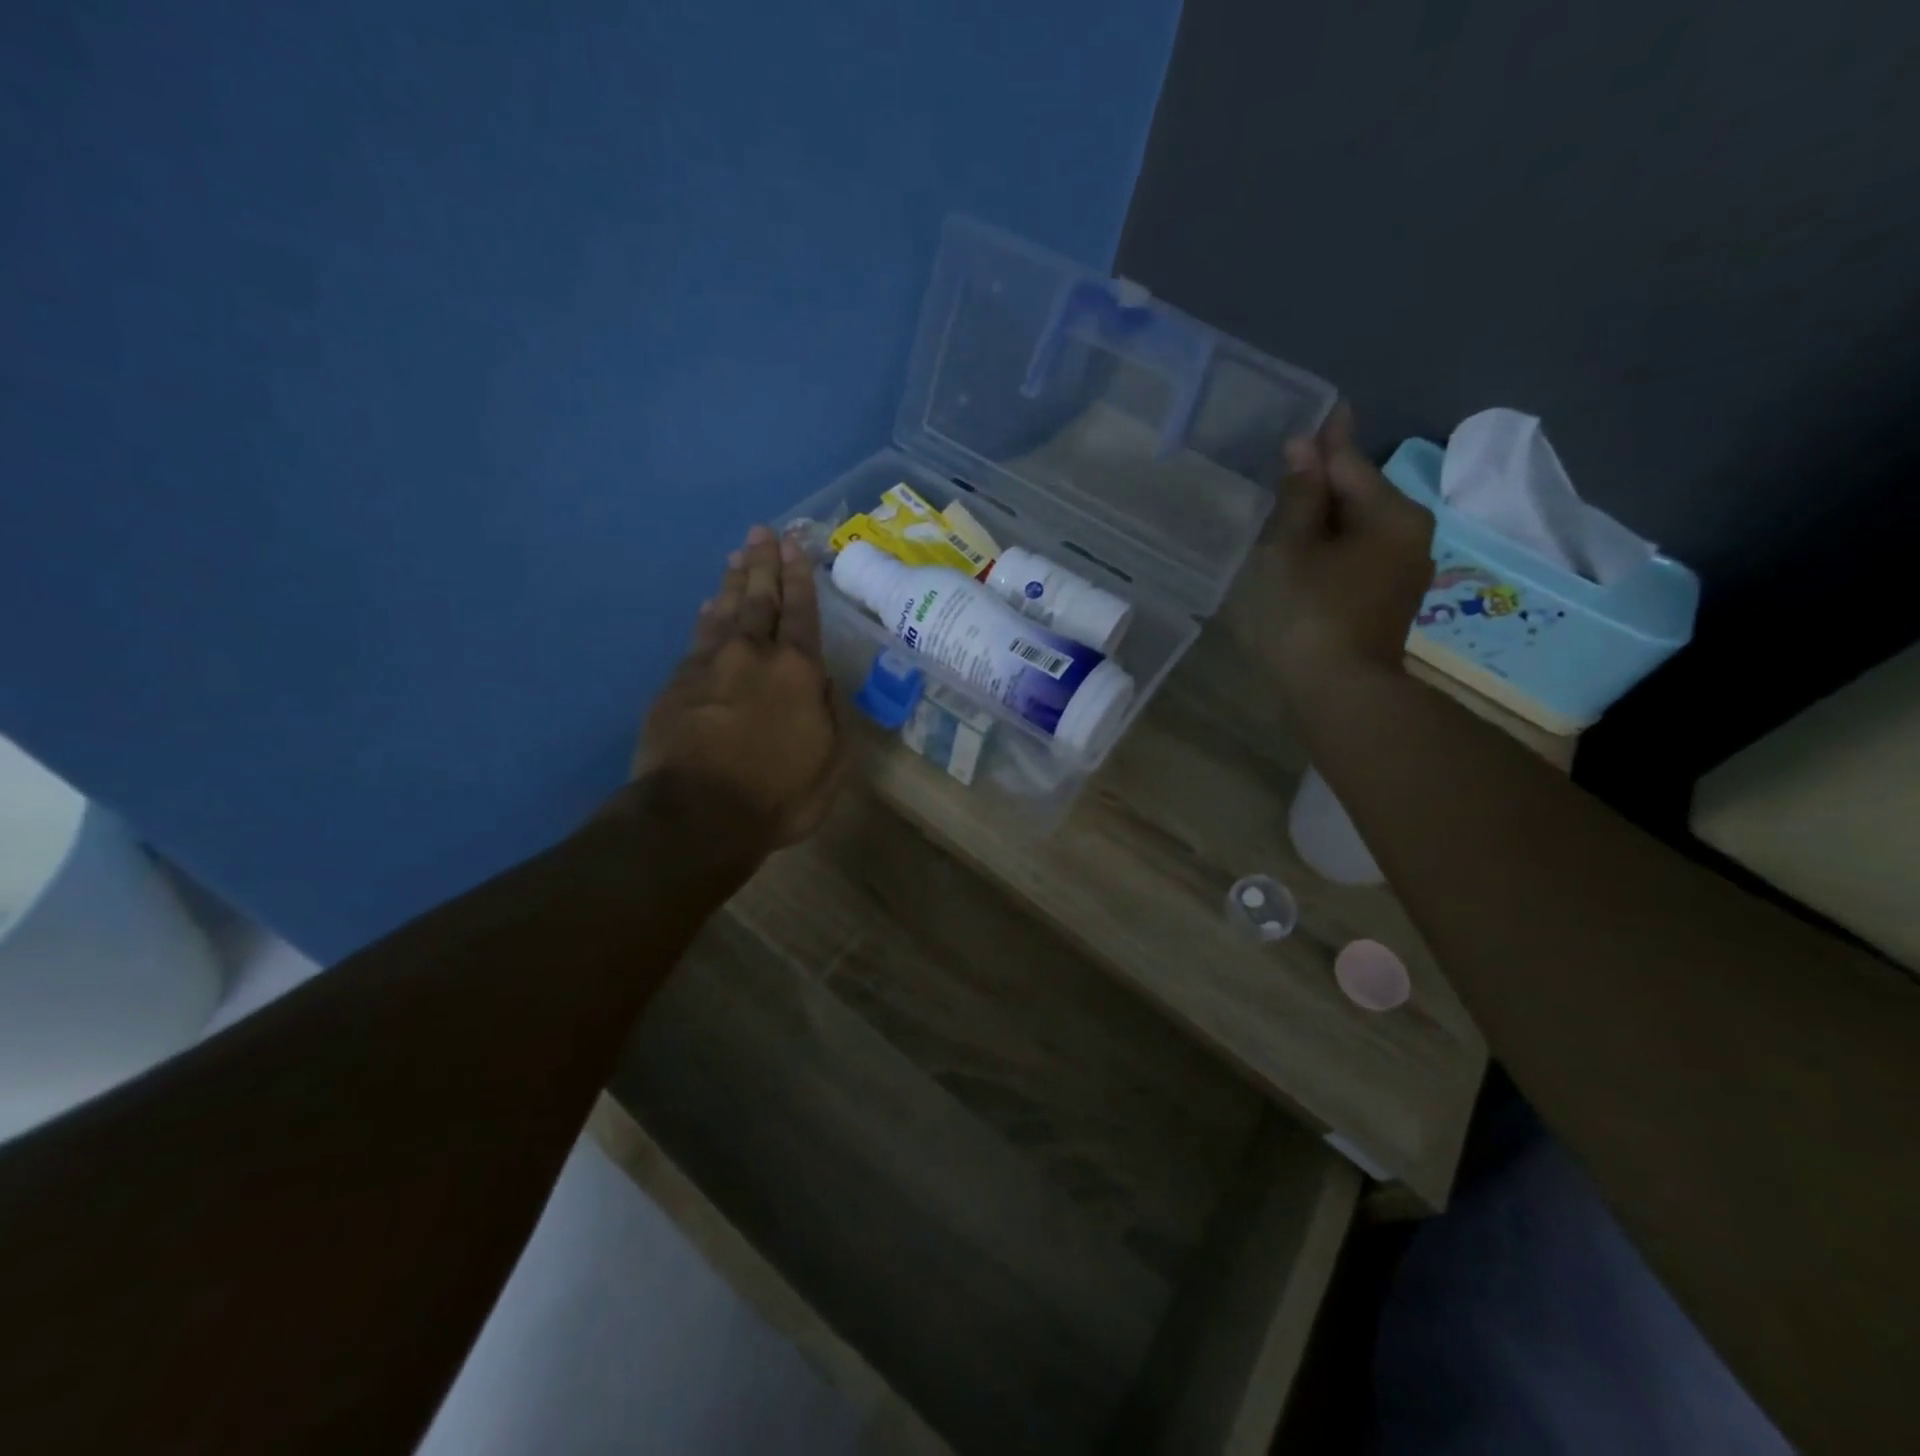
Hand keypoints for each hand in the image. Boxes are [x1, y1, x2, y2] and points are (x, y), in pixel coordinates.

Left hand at [625, 524, 845, 863]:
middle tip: (762, 532)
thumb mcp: (830, 764)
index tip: (796, 546)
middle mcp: (754, 656)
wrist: (696, 816)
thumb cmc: (777, 795)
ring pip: (725, 612)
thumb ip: (830, 717)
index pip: (802, 613)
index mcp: (798, 673)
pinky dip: (706, 617)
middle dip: (764, 564)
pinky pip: (697, 639)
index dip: (800, 578)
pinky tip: (707, 606)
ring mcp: (710, 666)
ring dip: (733, 582)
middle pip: (759, 600)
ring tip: (738, 556)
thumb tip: (821, 683)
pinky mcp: (677, 684)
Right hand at [1243, 402, 1434, 705]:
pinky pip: (1356, 558)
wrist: (1340, 695)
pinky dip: (1330, 548)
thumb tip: (1304, 448)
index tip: (1327, 406)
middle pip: (1359, 495)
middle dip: (1325, 480)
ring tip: (1290, 505)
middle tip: (1291, 461)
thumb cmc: (1308, 614)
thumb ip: (1297, 497)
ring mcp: (1401, 574)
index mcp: (1391, 515)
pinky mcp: (1386, 603)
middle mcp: (1409, 536)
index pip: (1351, 463)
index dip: (1329, 438)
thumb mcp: (1290, 549)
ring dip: (1325, 517)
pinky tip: (1304, 551)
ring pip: (1357, 530)